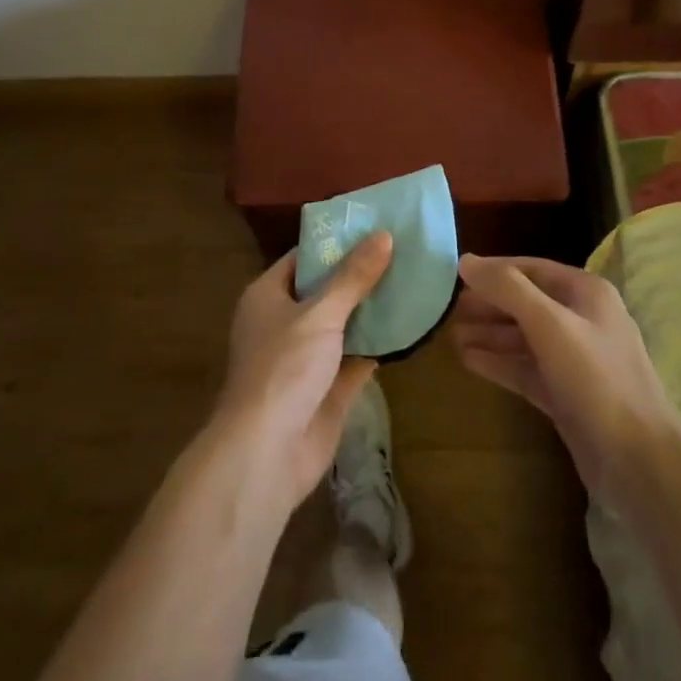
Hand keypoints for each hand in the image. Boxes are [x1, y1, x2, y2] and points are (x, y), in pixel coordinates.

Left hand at [212, 231, 393, 508]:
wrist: (266, 454)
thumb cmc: (283, 368)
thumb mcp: (320, 313)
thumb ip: (353, 276)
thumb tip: (385, 235)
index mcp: (268, 296)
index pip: (304, 257)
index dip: (336, 242)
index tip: (374, 227)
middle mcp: (284, 322)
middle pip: (327, 289)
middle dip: (361, 274)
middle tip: (403, 250)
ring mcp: (306, 357)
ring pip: (344, 324)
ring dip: (373, 309)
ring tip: (413, 280)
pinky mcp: (327, 388)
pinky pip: (356, 357)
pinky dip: (379, 344)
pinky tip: (410, 325)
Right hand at [452, 254, 680, 508]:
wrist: (640, 463)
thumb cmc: (597, 380)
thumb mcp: (550, 325)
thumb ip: (508, 289)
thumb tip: (465, 259)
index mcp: (586, 293)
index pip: (531, 269)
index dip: (494, 270)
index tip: (455, 275)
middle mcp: (582, 320)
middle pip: (526, 303)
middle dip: (489, 305)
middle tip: (448, 309)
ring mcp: (575, 360)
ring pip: (523, 338)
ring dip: (489, 335)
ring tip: (450, 335)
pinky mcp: (566, 395)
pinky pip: (526, 369)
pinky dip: (499, 363)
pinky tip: (468, 361)